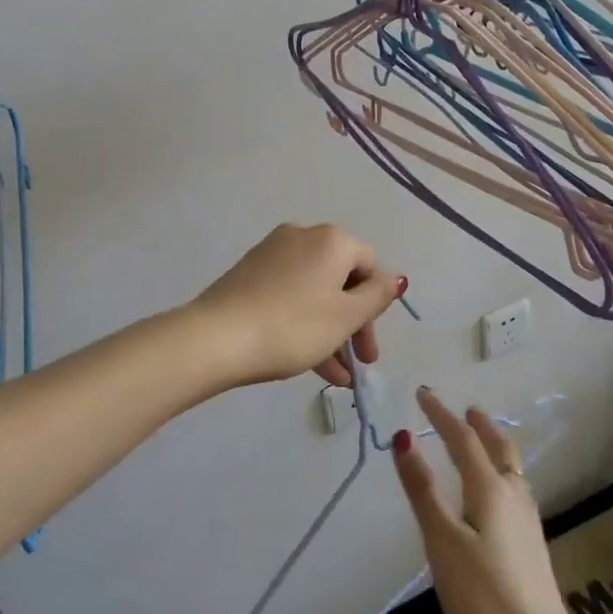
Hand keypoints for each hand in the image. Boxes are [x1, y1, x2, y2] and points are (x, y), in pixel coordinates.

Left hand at [191, 223, 405, 387]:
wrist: (216, 338)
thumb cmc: (293, 326)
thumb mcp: (345, 317)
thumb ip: (377, 296)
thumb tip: (396, 278)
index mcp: (331, 240)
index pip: (370, 265)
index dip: (377, 306)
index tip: (370, 346)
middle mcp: (303, 236)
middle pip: (342, 279)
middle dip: (354, 323)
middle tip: (360, 362)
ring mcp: (272, 254)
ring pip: (315, 292)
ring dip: (331, 331)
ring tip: (338, 377)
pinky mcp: (250, 274)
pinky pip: (290, 296)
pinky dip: (305, 323)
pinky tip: (312, 364)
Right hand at [392, 389, 583, 613]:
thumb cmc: (483, 599)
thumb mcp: (443, 543)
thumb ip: (423, 490)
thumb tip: (403, 437)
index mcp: (491, 490)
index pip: (463, 439)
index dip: (440, 415)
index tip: (422, 393)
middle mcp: (514, 497)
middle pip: (499, 448)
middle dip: (479, 425)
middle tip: (464, 410)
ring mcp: (528, 523)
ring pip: (512, 469)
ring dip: (494, 446)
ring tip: (481, 440)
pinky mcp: (532, 547)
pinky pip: (515, 489)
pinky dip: (501, 472)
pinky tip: (496, 494)